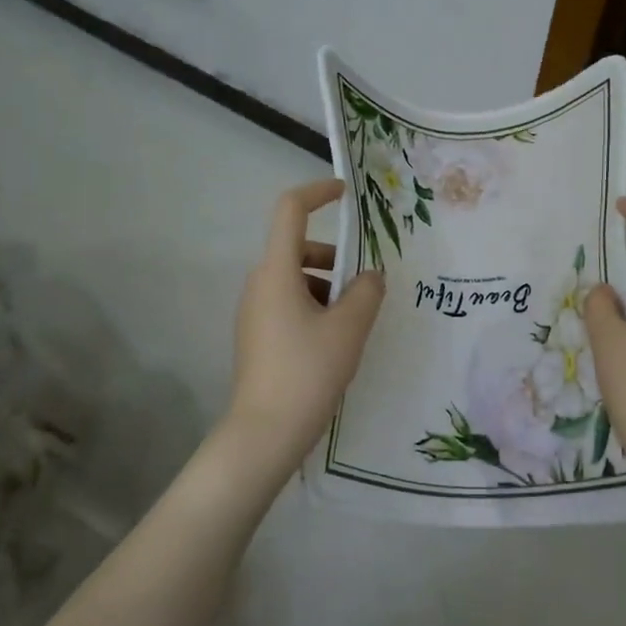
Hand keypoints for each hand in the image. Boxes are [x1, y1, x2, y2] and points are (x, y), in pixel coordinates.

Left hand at [225, 179, 385, 468]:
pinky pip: (290, 304)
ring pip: (296, 279)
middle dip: (335, 257)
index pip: (290, 210)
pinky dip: (316, 307)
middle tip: (366, 285)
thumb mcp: (349, 328)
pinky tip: (337, 342)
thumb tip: (371, 276)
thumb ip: (367, 292)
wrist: (264, 434)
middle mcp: (259, 284)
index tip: (346, 194)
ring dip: (328, 286)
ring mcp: (255, 312)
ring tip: (356, 321)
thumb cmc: (307, 371)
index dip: (317, 192)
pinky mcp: (257, 336)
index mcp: (276, 271)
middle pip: (298, 248)